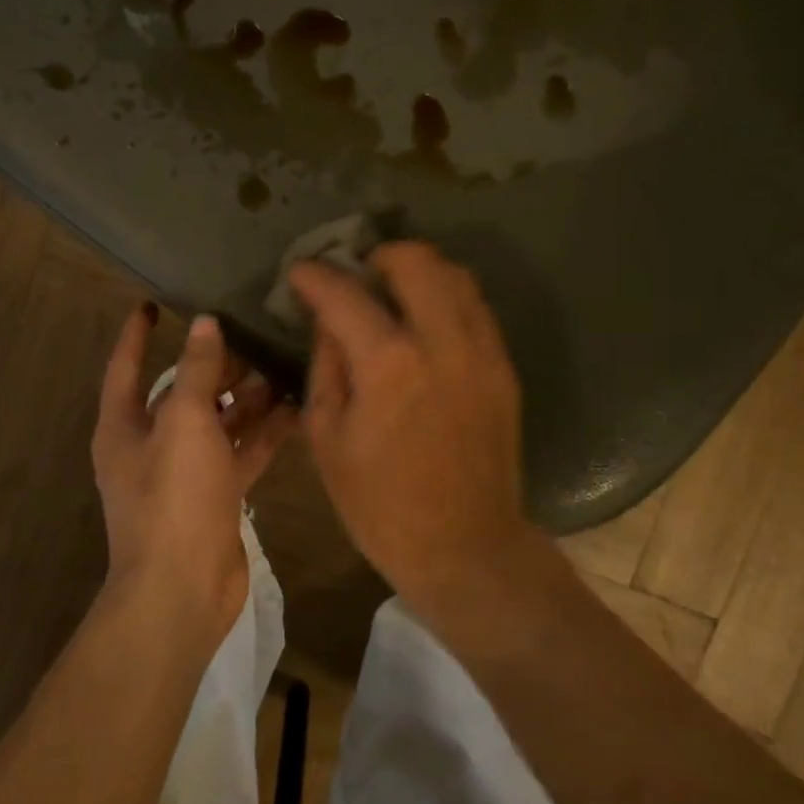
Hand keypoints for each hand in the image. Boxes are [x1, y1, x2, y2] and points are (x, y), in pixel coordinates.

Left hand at [92, 305, 296, 634]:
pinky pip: (241, 452)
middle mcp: (152, 444)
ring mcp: (185, 472)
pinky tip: (297, 411)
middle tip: (254, 333)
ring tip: (284, 366)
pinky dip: (264, 433)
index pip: (126, 366)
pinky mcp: (217, 495)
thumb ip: (196, 370)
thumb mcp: (185, 422)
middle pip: (183, 392)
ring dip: (247, 398)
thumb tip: (204, 324)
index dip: (137, 334)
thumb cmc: (173, 496)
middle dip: (215, 365)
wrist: (182, 589)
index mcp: (125, 425)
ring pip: (218, 422)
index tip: (152, 302)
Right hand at [288, 242, 530, 605]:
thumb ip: (326, 366)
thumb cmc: (380, 506)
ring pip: (456, 275)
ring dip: (418, 270)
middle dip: (378, 255)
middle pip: (415, 260)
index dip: (314, 276)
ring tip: (393, 290)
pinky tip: (425, 321)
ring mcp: (482, 352)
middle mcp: (442, 342)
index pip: (345, 293)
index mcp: (389, 364)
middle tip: (356, 275)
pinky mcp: (503, 368)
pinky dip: (446, 298)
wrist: (466, 548)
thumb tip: (329, 322)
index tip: (299, 271)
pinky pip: (476, 308)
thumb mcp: (328, 438)